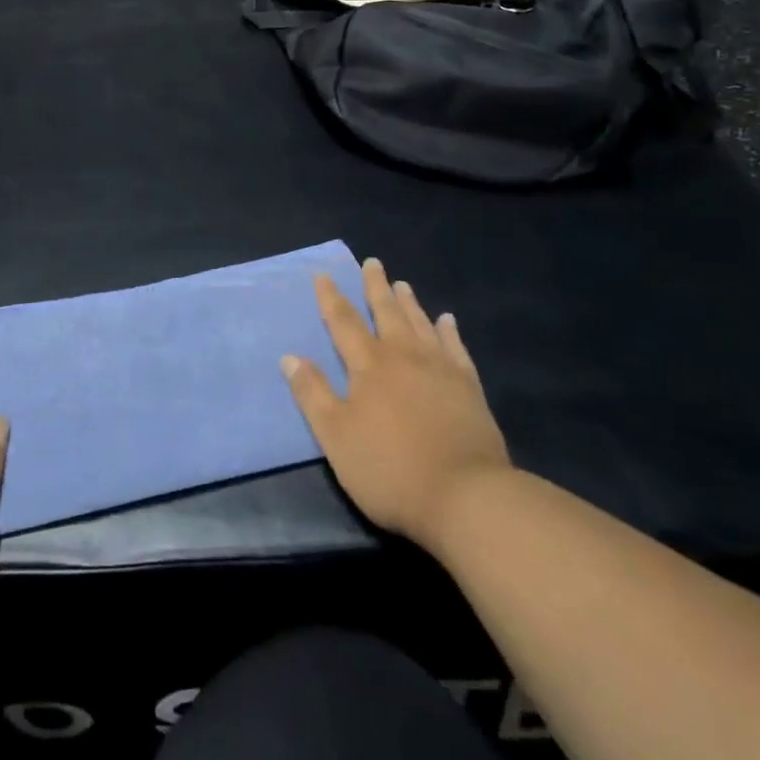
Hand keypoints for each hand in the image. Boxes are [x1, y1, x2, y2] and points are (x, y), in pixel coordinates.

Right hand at [281, 258, 511, 548]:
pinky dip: (449, 331)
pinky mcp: (469, 388)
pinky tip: (447, 321)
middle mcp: (403, 356)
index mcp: (369, 366)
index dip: (331, 298)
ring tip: (402, 283)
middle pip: (386, 313)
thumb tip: (289, 356)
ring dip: (409, 303)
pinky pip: (456, 348)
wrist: (466, 497)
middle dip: (375, 287)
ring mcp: (440, 369)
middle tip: (372, 262)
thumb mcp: (336, 437)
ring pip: (421, 324)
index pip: (344, 323)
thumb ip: (313, 394)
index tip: (324, 275)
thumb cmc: (390, 469)